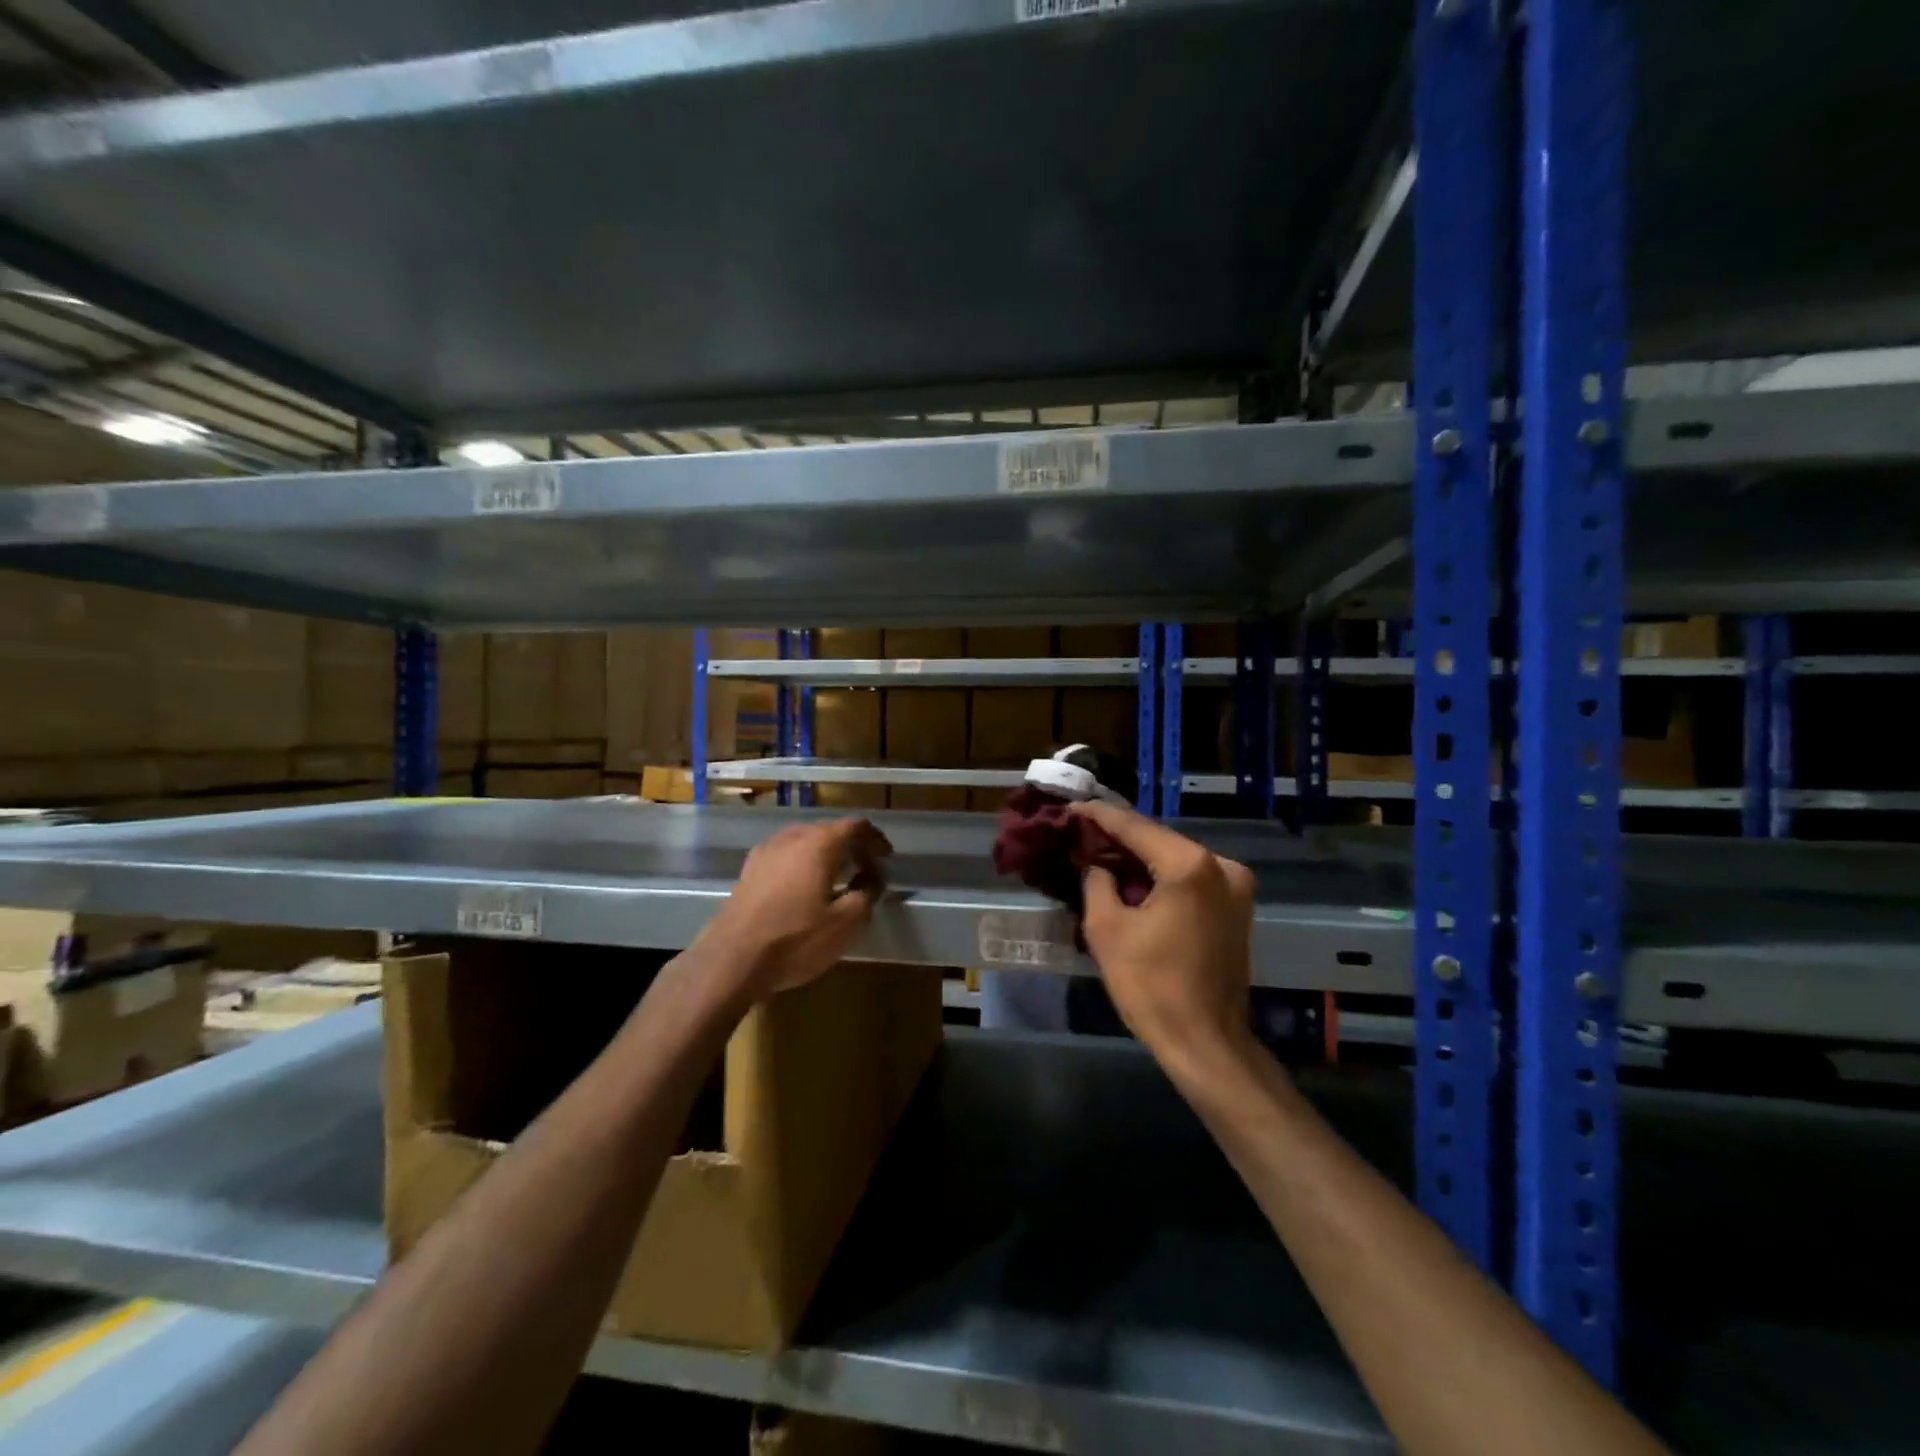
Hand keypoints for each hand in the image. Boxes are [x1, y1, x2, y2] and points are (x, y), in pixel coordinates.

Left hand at [699, 818, 891, 999]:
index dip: (876, 839)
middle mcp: (792, 837)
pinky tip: (805, 889)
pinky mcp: (749, 870)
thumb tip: (872, 878)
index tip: (887, 858)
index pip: (856, 826)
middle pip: (830, 830)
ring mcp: (766, 851)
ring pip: (805, 842)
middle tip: (867, 870)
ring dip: (826, 855)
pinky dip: (804, 864)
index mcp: (820, 843)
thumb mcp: (846, 923)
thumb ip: (867, 893)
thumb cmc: (795, 939)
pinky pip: (786, 856)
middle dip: (852, 846)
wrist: (731, 959)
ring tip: (838, 879)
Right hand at [1072, 800, 1256, 1069]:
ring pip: (1175, 858)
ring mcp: (1235, 886)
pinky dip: (1161, 876)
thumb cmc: (1151, 986)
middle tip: (1080, 834)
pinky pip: (1190, 878)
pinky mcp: (1236, 907)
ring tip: (1099, 853)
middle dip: (1118, 837)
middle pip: (1158, 839)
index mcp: (1190, 865)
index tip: (1069, 809)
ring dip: (1139, 857)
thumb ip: (1096, 881)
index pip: (1134, 827)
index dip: (1098, 817)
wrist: (1206, 1043)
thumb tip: (1093, 861)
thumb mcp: (1107, 929)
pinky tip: (1131, 879)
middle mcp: (1221, 865)